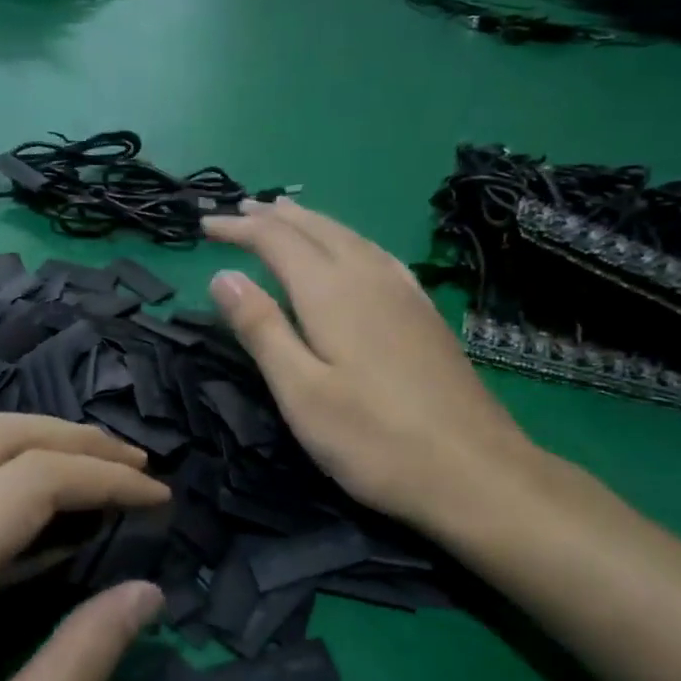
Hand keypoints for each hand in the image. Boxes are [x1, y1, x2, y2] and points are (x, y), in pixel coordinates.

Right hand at [202, 199, 534, 532]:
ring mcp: (405, 293)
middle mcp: (370, 277)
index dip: (240, 228)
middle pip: (317, 229)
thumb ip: (261, 329)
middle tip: (242, 209)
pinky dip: (350, 240)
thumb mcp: (301, 392)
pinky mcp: (425, 313)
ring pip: (351, 237)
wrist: (473, 470)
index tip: (206, 225)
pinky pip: (377, 255)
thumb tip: (223, 276)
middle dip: (275, 217)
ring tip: (288, 216)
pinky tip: (355, 252)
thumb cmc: (373, 439)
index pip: (276, 241)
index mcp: (332, 292)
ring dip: (313, 223)